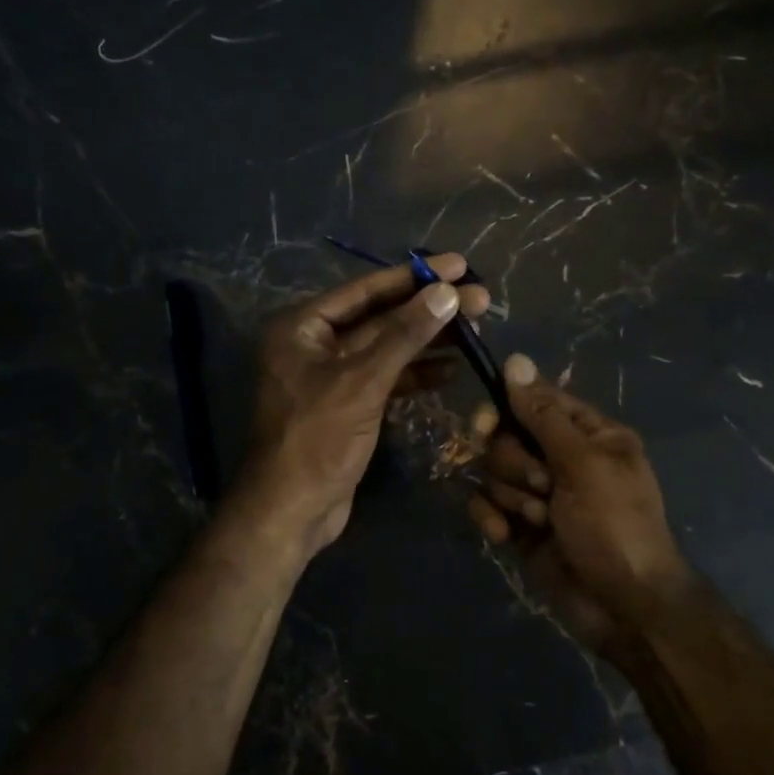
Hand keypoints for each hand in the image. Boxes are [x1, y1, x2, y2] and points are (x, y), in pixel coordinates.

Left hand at [237, 254, 489, 557]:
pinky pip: (386, 379)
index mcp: (302, 327)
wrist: (293, 510)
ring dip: (427, 341)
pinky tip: (451, 369)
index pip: (365, 291)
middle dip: (428, 310)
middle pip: (380, 318)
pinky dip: (416, 374)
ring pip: (387, 349)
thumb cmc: (318, 439)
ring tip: (475, 329)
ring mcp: (331, 377)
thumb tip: (448, 292)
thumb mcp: (363, 381)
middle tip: (480, 298)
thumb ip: (405, 335)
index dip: (414, 277)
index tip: (460, 265)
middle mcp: (314, 345)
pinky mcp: (348, 406)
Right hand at [469, 354, 694, 654]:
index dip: (507, 410)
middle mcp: (562, 458)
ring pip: (494, 473)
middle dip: (515, 464)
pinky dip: (491, 518)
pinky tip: (506, 537)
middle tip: (541, 486)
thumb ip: (543, 415)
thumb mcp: (584, 464)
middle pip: (507, 437)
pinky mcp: (521, 526)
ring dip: (511, 496)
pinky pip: (487, 505)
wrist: (622, 605)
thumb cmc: (614, 525)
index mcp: (589, 435)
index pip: (536, 402)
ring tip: (539, 520)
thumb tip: (514, 360)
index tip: (486, 425)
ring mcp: (540, 494)